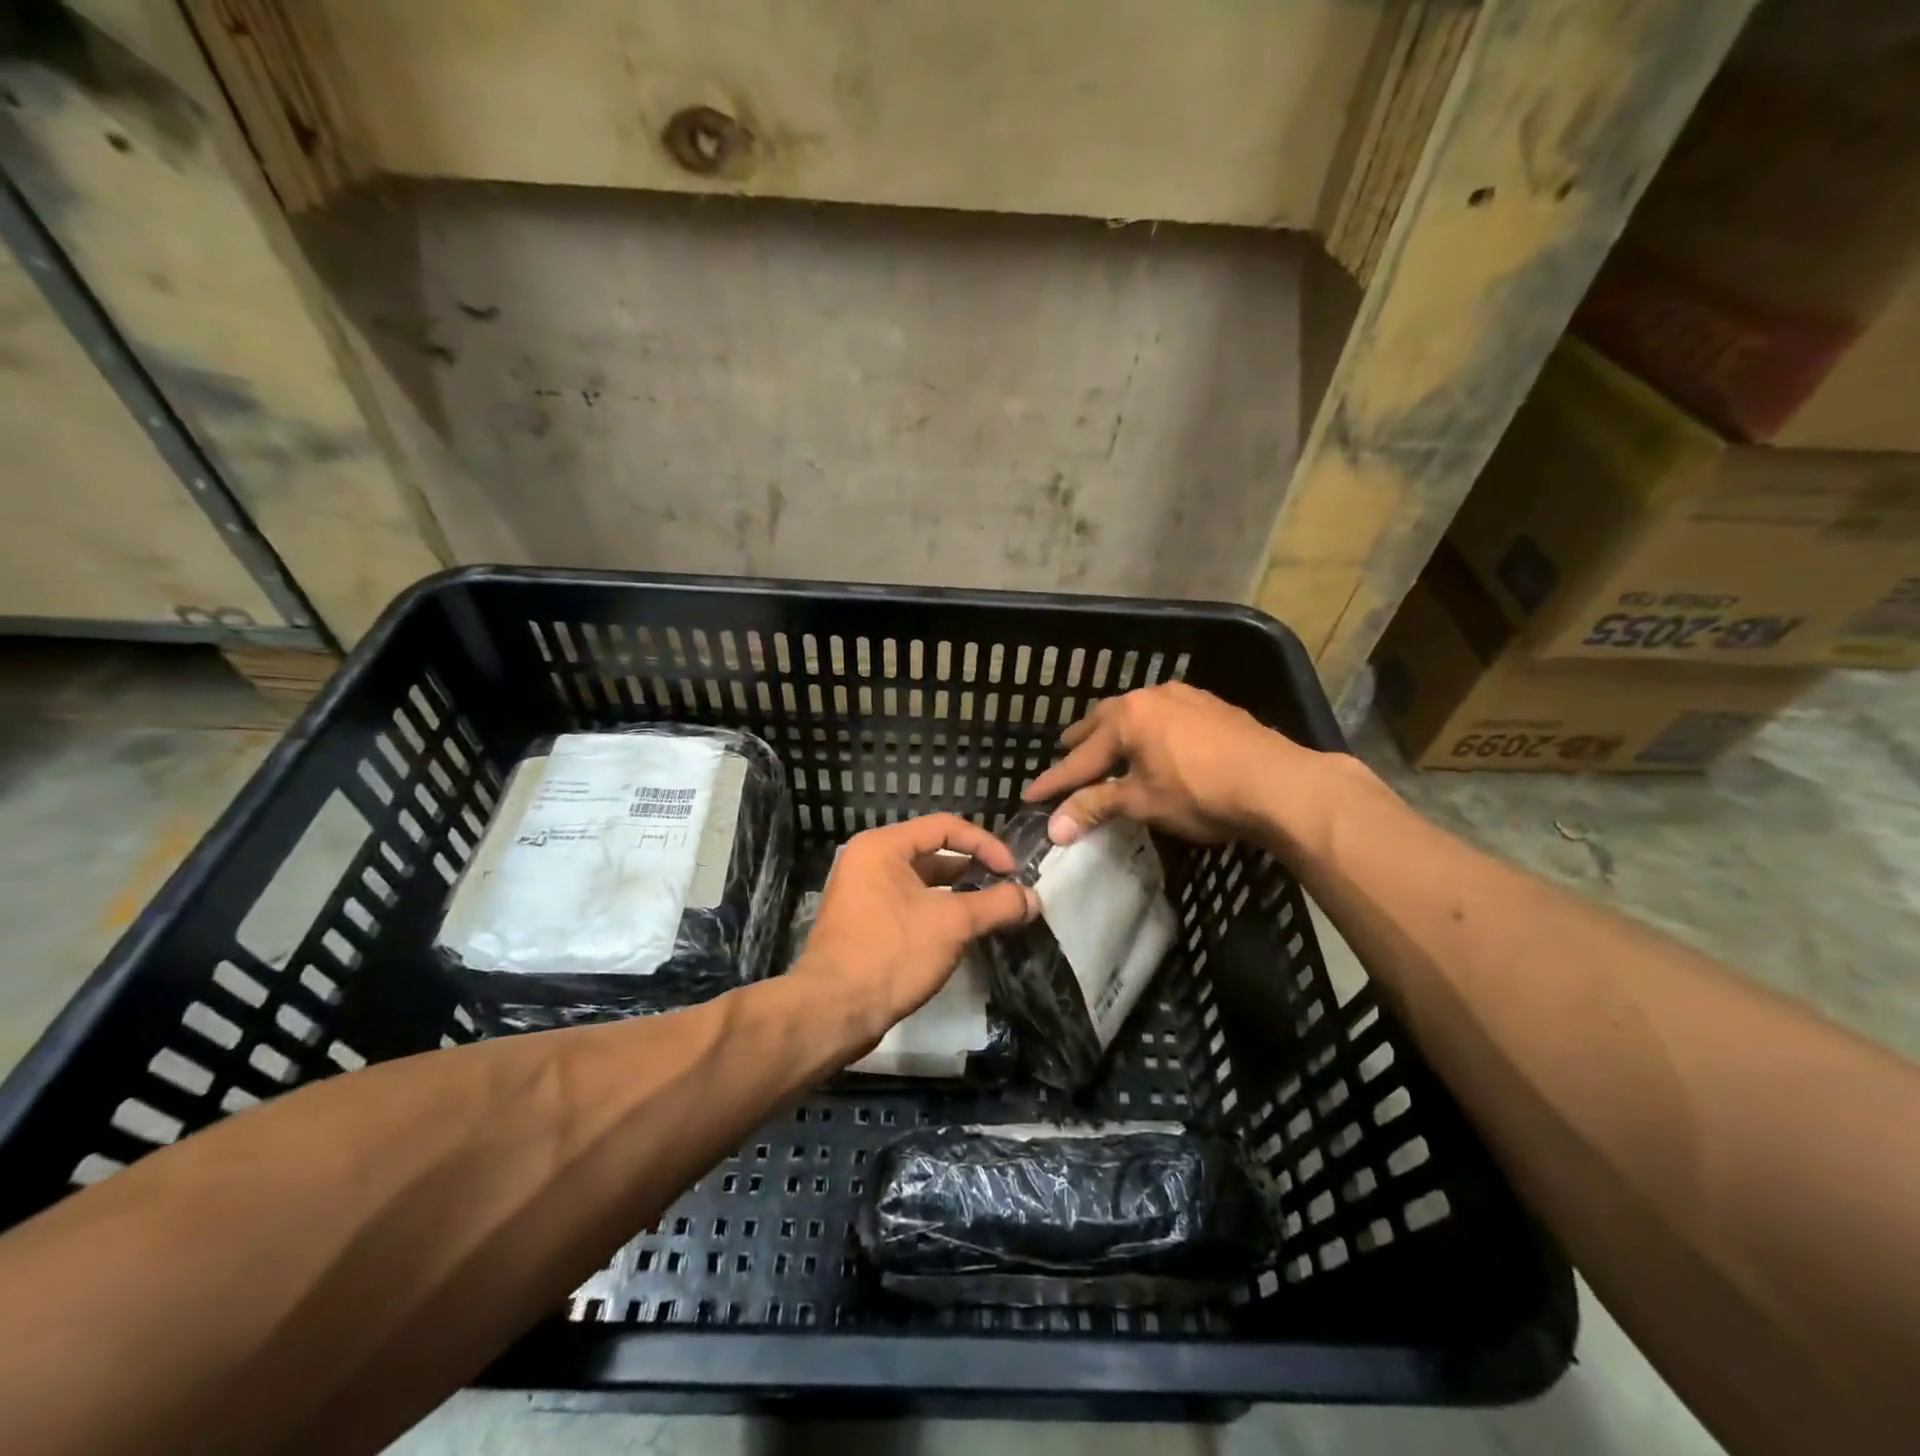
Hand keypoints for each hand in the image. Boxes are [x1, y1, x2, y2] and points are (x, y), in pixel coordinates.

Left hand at [791, 814, 1038, 1042]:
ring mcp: (862, 893)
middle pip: (932, 852)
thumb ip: (997, 905)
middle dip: (973, 869)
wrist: (833, 1011)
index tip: (1014, 871)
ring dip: (958, 894)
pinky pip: (908, 905)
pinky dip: (937, 912)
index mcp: (882, 846)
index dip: (985, 844)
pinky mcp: (863, 924)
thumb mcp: (952, 924)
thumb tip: (1033, 898)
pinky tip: (962, 933)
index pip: (945, 827)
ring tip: (992, 911)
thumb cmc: (892, 953)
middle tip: (1008, 888)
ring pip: (921, 882)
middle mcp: (868, 861)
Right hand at [1024, 681, 1332, 845]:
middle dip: (1082, 743)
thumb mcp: (1142, 802)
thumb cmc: (1200, 793)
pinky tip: (1157, 743)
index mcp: (1127, 717)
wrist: (1278, 783)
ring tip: (1109, 746)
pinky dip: (1149, 730)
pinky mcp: (1212, 706)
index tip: (1030, 796)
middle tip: (1065, 757)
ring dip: (1117, 732)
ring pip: (1137, 713)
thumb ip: (1096, 807)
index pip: (1080, 757)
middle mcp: (1151, 697)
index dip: (1054, 781)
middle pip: (1103, 722)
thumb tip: (1054, 827)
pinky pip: (1165, 715)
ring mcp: (1184, 697)